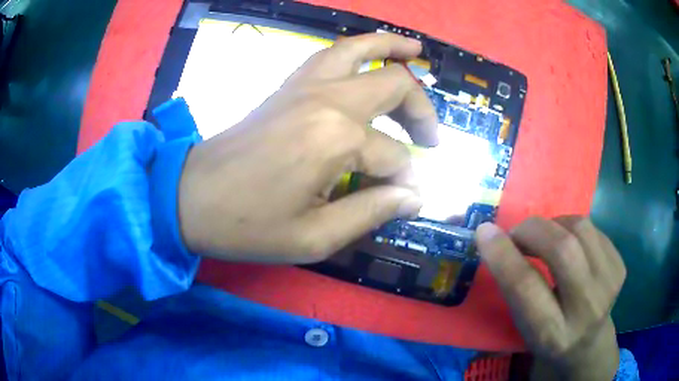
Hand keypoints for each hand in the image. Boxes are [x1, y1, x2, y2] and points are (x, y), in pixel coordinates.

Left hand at [178, 33, 437, 263]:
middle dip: (421, 111)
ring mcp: (304, 86)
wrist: (191, 198)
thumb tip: (413, 198)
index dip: (406, 182)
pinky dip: (357, 49)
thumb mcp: (314, 237)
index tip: (407, 200)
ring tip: (417, 51)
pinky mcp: (287, 86)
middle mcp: (327, 100)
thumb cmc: (247, 225)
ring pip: (360, 50)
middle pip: (394, 87)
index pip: (394, 158)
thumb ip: (371, 213)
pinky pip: (330, 54)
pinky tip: (369, 57)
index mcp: (336, 139)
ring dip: (392, 49)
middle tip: (431, 138)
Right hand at [475, 217, 625, 379]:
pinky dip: (573, 228)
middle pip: (563, 250)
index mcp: (552, 333)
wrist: (588, 342)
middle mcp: (585, 310)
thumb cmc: (548, 335)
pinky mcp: (620, 266)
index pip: (526, 287)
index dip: (504, 255)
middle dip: (533, 230)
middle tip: (518, 234)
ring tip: (545, 237)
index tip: (484, 231)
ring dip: (554, 225)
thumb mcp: (524, 325)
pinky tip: (569, 244)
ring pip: (580, 228)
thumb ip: (513, 287)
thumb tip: (492, 237)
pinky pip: (593, 228)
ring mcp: (609, 284)